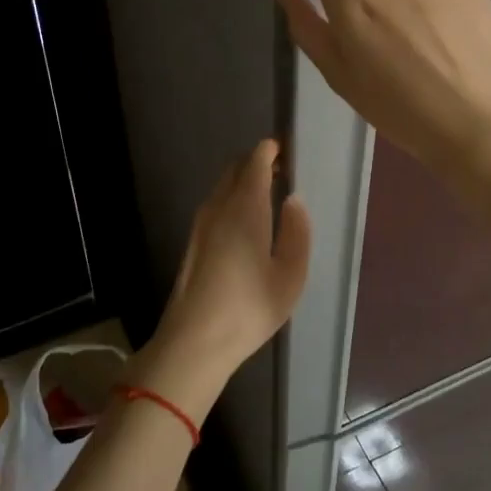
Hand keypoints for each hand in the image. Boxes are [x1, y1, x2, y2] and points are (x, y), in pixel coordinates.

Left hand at [140, 140, 310, 420]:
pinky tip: (247, 221)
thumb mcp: (290, 274)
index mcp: (245, 207)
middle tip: (283, 170)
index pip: (255, 161)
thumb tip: (293, 200)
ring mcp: (201, 223)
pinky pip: (216, 203)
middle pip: (236, 168)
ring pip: (223, 186)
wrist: (194, 340)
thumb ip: (297, 231)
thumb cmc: (249, 307)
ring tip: (269, 194)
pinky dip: (233, 198)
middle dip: (258, 162)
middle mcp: (219, 206)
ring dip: (244, 181)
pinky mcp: (194, 241)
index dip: (271, 150)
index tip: (288, 150)